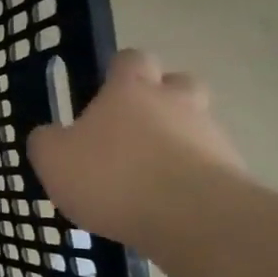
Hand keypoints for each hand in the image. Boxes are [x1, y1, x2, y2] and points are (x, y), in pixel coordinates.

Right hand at [26, 50, 246, 251]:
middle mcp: (175, 102)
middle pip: (176, 83)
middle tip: (132, 127)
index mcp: (130, 90)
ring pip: (194, 124)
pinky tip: (165, 202)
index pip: (130, 59)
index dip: (118, 71)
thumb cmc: (111, 176)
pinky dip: (187, 175)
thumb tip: (49, 134)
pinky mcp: (231, 170)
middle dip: (159, 98)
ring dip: (175, 140)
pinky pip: (206, 163)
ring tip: (146, 175)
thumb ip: (46, 141)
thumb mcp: (53, 159)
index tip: (103, 91)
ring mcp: (209, 135)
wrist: (191, 217)